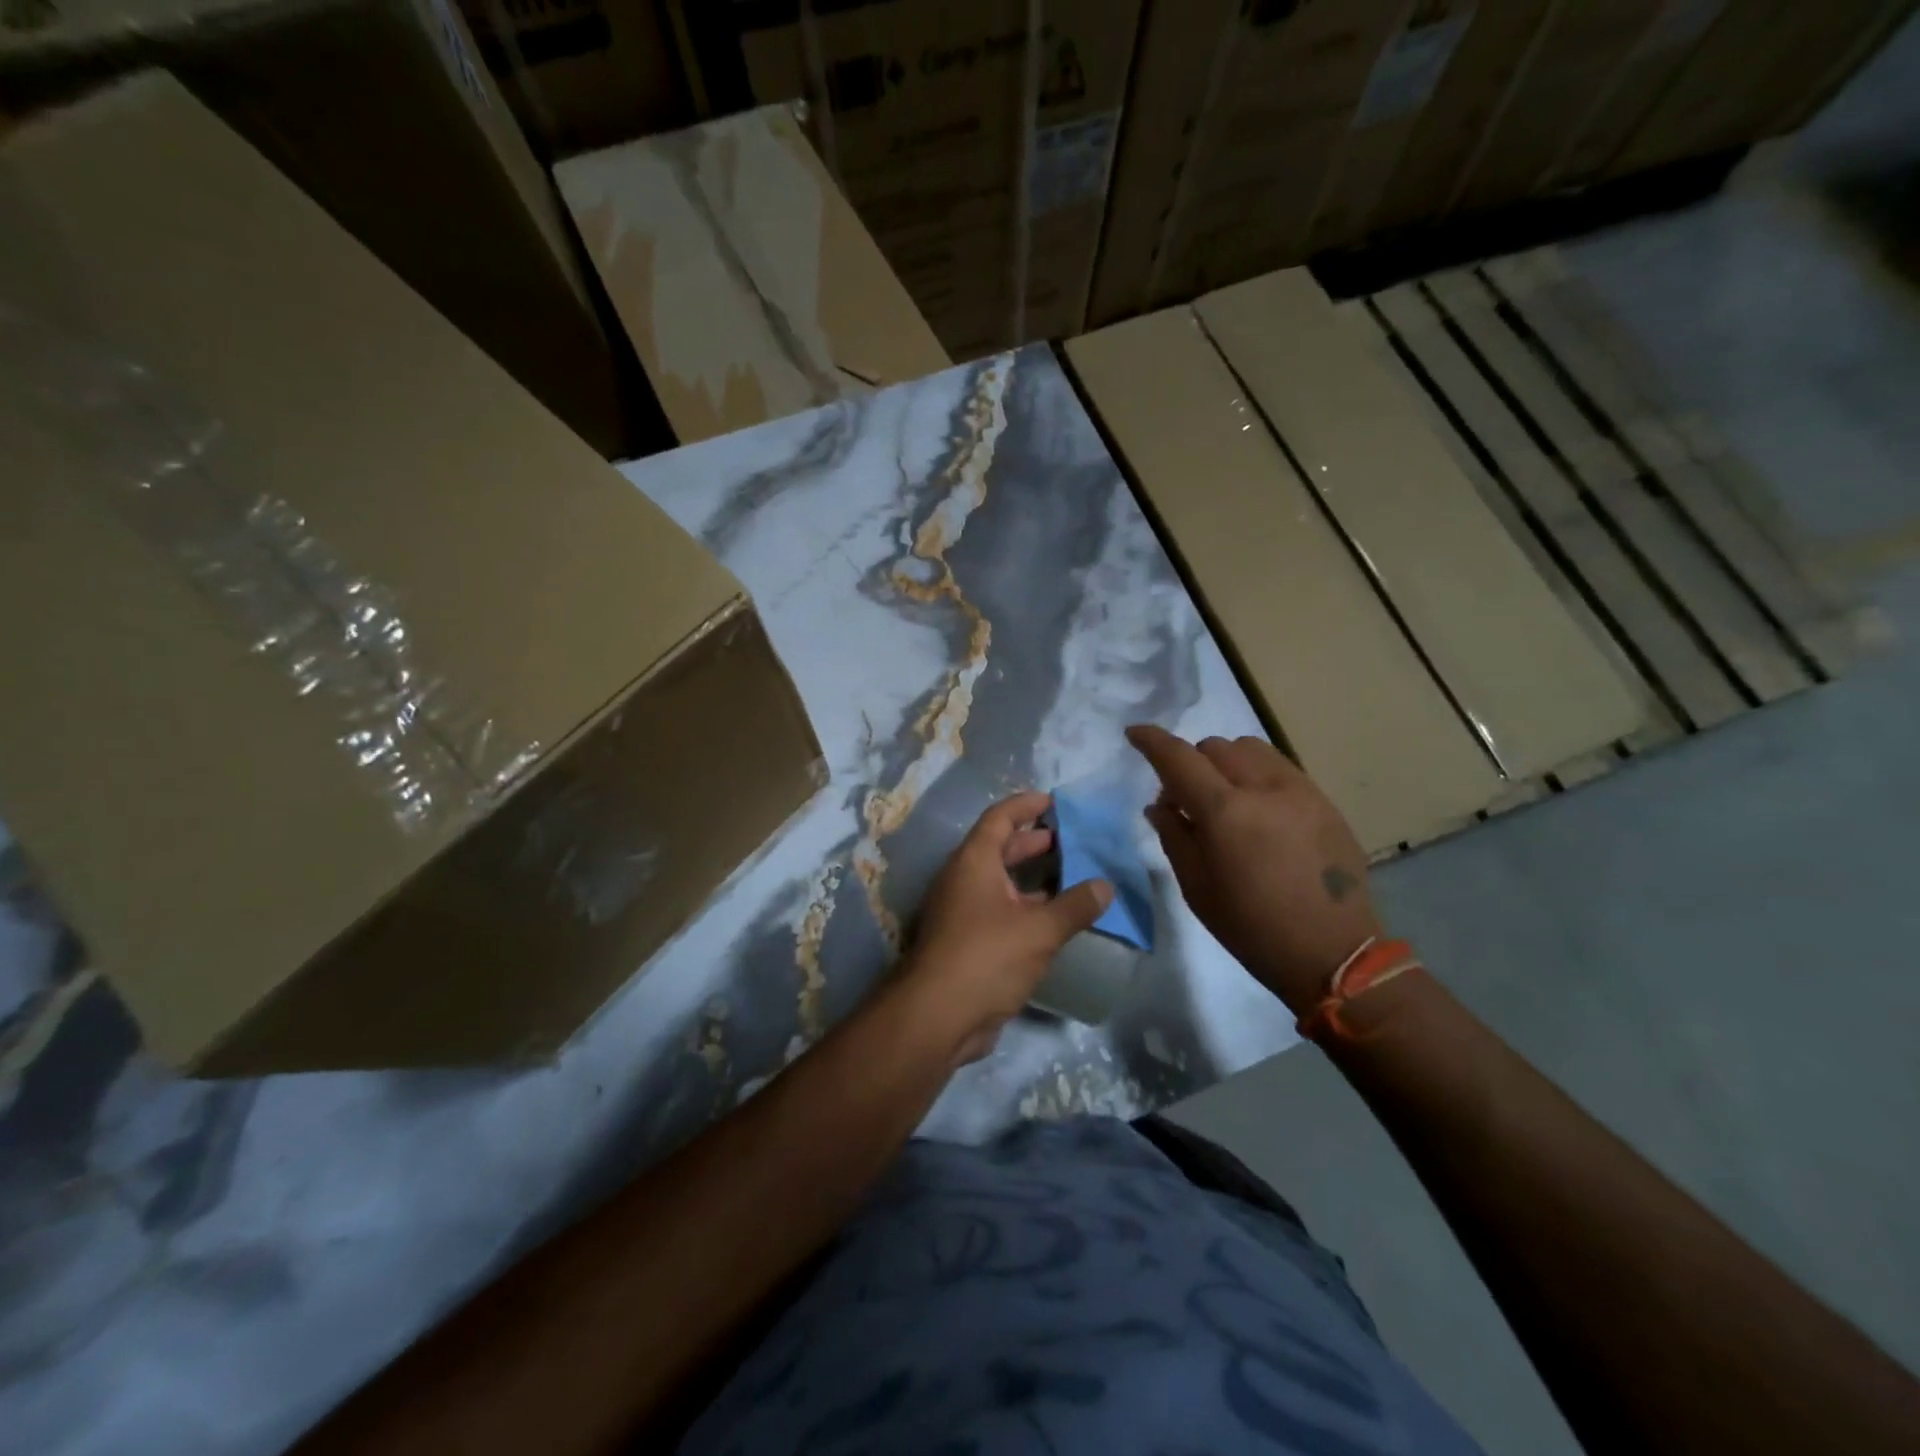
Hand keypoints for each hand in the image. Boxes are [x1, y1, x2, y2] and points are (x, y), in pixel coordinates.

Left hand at [902, 791, 1112, 1065]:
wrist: (937, 1017)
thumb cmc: (986, 957)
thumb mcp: (1039, 930)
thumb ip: (1074, 906)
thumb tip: (1105, 886)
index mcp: (974, 862)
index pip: (999, 819)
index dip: (1026, 806)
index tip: (1054, 801)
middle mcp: (964, 880)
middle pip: (1000, 849)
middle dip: (1034, 842)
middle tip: (1071, 841)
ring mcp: (962, 912)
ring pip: (1001, 884)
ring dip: (1033, 879)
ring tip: (1072, 878)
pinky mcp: (967, 942)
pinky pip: (1001, 913)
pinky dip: (1027, 909)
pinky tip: (1055, 921)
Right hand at [1127, 726, 1380, 1014]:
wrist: (1333, 953)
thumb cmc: (1252, 928)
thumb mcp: (1197, 888)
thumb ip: (1173, 835)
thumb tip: (1160, 804)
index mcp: (1226, 812)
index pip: (1179, 758)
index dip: (1152, 741)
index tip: (1134, 733)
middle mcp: (1264, 788)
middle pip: (1215, 746)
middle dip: (1192, 762)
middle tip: (1186, 798)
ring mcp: (1300, 790)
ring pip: (1251, 748)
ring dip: (1226, 762)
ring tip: (1225, 797)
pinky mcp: (1324, 800)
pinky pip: (1280, 766)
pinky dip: (1256, 773)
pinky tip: (1258, 808)